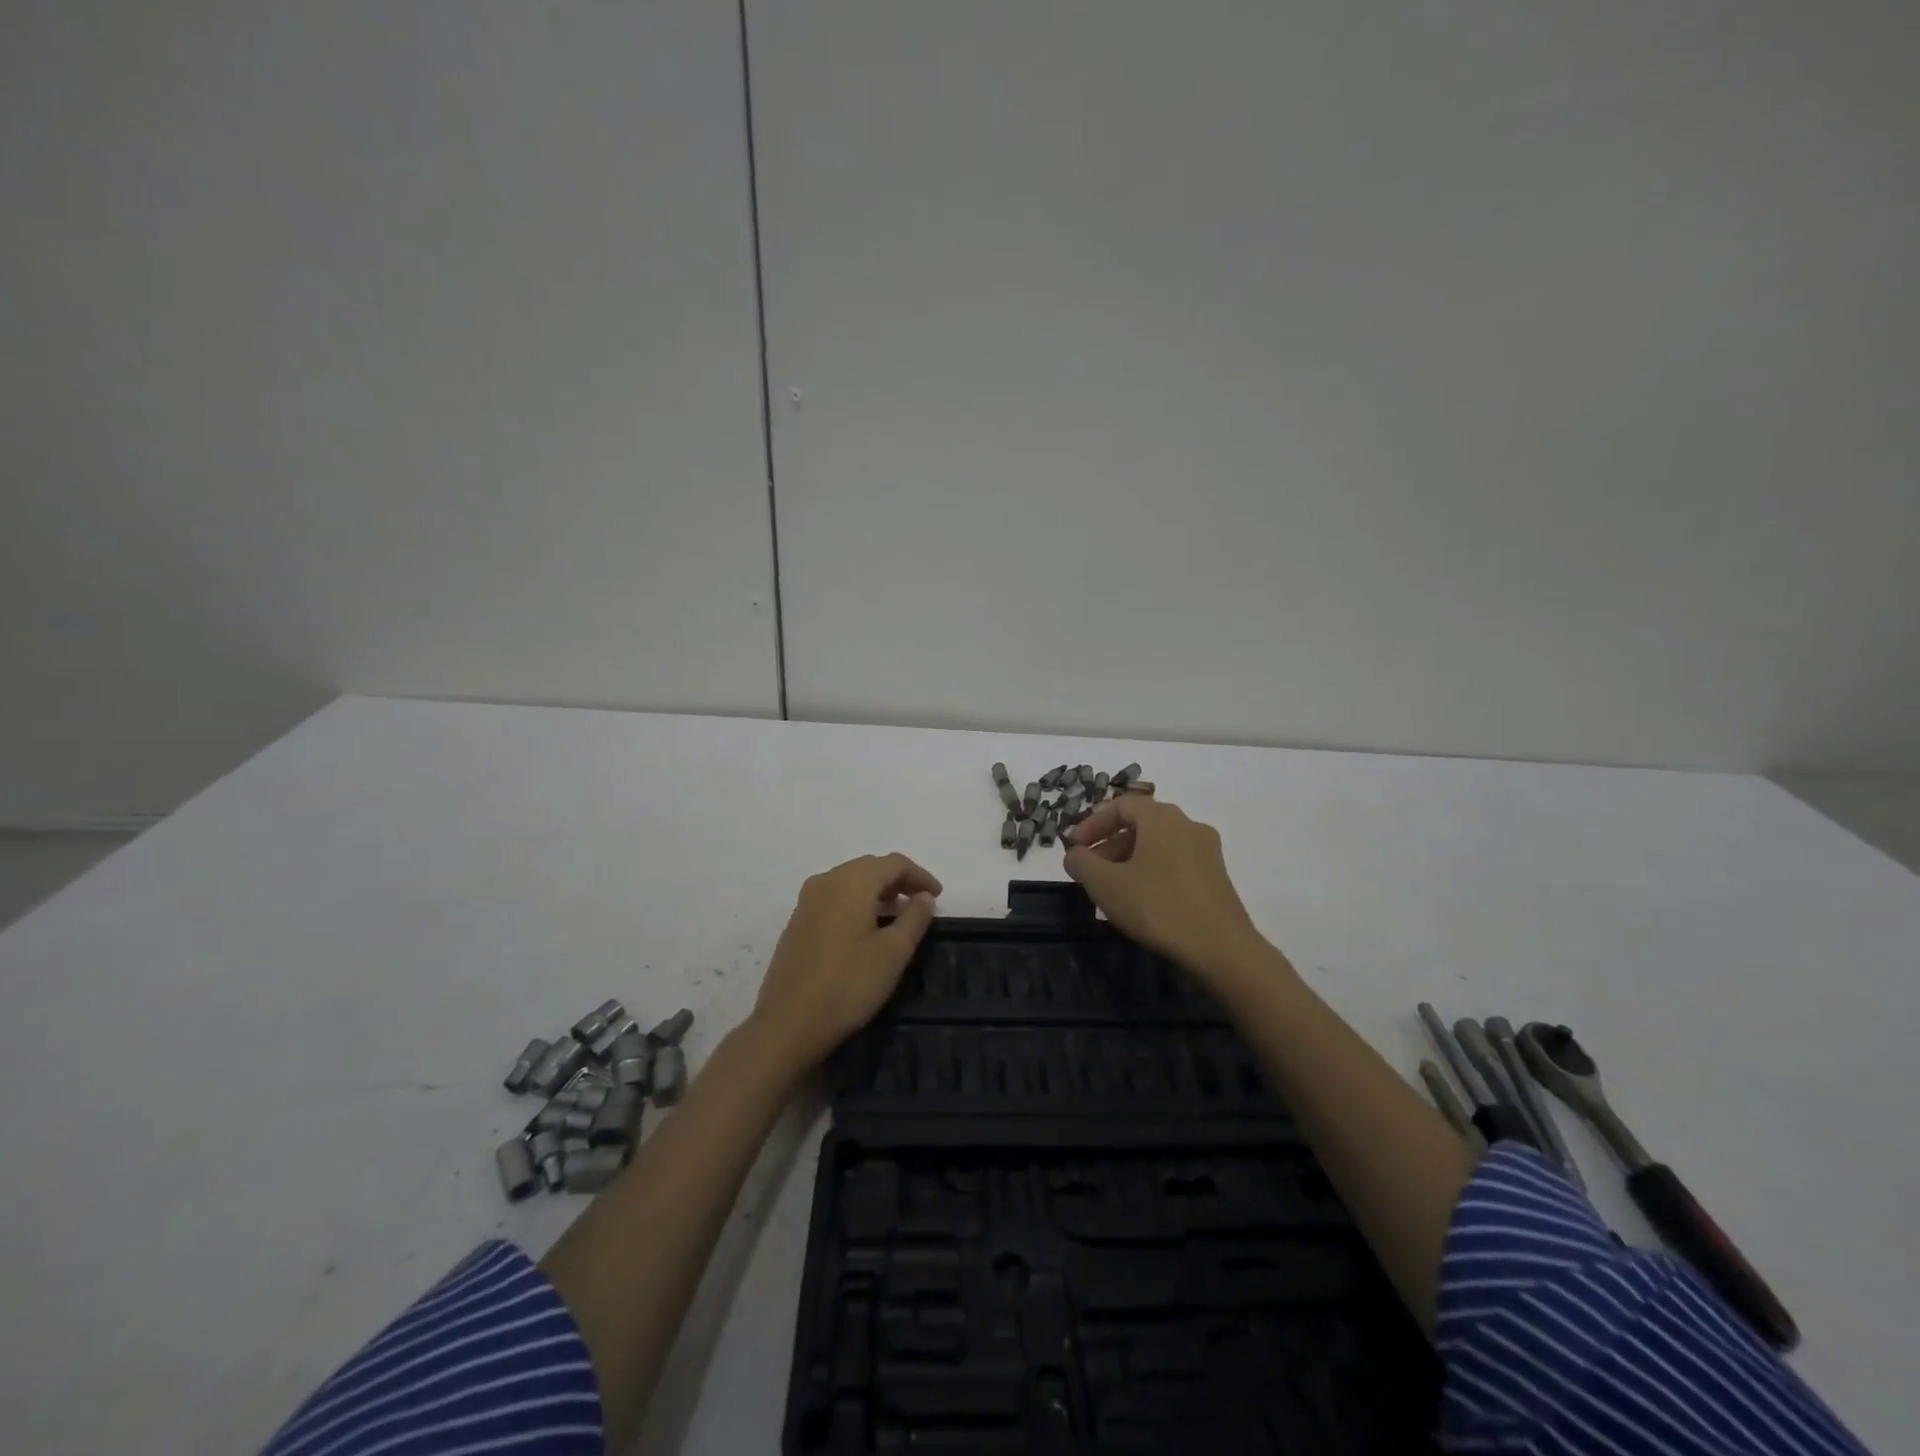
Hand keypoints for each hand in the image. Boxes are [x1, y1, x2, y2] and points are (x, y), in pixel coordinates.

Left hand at [749, 853, 942, 1074]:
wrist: (788, 1023)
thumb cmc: (848, 985)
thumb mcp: (893, 953)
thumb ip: (914, 918)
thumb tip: (924, 896)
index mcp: (851, 882)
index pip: (894, 863)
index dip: (920, 875)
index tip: (938, 896)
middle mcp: (826, 881)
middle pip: (870, 867)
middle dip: (898, 880)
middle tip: (920, 902)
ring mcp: (807, 901)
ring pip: (850, 881)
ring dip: (877, 890)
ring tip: (897, 914)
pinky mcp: (797, 921)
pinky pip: (834, 897)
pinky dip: (856, 902)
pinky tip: (866, 927)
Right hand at [1064, 797, 1272, 986]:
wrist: (1221, 948)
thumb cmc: (1157, 906)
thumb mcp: (1105, 884)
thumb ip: (1081, 863)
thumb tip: (1074, 854)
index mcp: (1161, 817)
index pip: (1119, 805)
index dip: (1091, 824)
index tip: (1073, 847)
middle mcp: (1187, 824)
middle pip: (1140, 824)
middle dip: (1109, 843)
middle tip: (1089, 868)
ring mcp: (1206, 850)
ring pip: (1158, 844)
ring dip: (1129, 858)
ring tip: (1112, 887)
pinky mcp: (1217, 875)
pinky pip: (1175, 861)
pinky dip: (1152, 870)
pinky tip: (1141, 899)